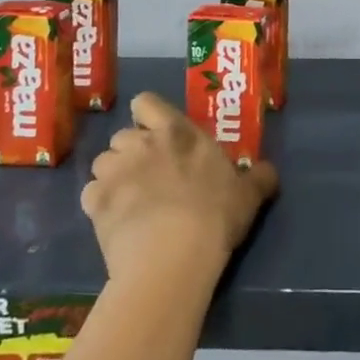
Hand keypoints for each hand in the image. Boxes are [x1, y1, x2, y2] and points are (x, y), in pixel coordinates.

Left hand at [81, 92, 278, 284]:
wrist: (172, 256)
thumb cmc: (214, 215)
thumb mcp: (248, 195)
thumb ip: (258, 177)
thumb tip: (269, 171)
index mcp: (177, 132)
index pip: (146, 102)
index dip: (148, 115)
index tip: (158, 134)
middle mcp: (141, 143)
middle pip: (123, 136)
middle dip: (131, 152)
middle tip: (149, 176)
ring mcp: (114, 172)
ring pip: (103, 163)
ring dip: (113, 177)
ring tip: (129, 201)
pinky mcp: (94, 203)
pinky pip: (90, 195)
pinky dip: (99, 205)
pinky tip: (114, 223)